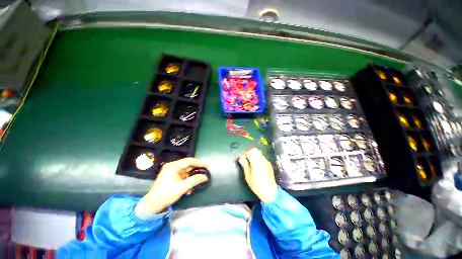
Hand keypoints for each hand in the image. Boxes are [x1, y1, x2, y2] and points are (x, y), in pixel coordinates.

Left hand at [139, 158, 207, 214]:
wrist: (152, 205)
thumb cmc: (166, 194)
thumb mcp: (182, 187)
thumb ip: (194, 180)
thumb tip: (205, 177)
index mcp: (173, 166)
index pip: (189, 161)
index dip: (199, 162)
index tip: (206, 166)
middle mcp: (172, 166)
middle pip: (187, 164)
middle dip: (196, 169)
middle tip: (204, 172)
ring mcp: (171, 171)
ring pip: (186, 170)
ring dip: (192, 176)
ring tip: (198, 181)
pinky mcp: (171, 176)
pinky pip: (182, 175)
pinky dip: (187, 179)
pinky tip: (189, 188)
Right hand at [238, 148, 277, 202]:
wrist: (270, 192)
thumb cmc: (257, 186)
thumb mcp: (248, 177)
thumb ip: (245, 166)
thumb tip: (241, 158)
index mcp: (257, 163)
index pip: (250, 152)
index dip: (244, 154)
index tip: (241, 159)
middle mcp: (262, 160)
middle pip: (255, 150)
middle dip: (249, 153)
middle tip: (245, 160)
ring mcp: (266, 162)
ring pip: (258, 153)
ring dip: (253, 155)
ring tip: (250, 163)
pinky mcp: (268, 164)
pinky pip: (262, 157)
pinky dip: (257, 158)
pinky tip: (256, 166)